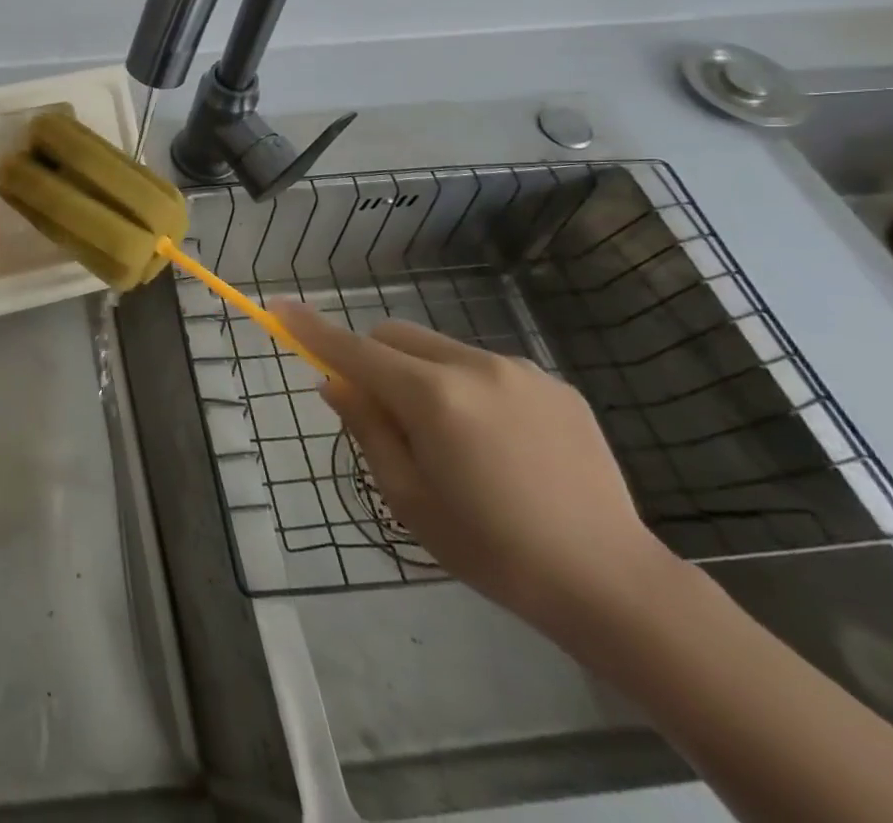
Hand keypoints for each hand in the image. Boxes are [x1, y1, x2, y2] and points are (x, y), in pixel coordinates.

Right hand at [276, 303, 678, 630]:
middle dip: (372, 357)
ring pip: (439, 348)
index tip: (279, 307)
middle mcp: (473, 366)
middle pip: (394, 335)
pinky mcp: (554, 385)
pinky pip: (484, 367)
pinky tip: (498, 443)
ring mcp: (519, 371)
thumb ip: (367, 429)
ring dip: (421, 373)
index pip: (353, 349)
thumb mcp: (409, 498)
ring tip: (452, 439)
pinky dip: (466, 387)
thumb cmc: (493, 550)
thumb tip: (334, 384)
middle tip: (381, 412)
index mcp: (433, 397)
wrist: (613, 585)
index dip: (311, 329)